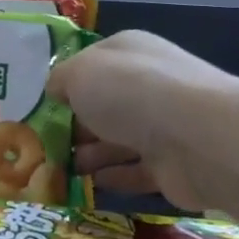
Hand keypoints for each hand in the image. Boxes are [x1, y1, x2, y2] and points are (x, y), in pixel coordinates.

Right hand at [48, 31, 230, 210]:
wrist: (198, 137)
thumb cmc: (131, 92)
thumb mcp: (79, 74)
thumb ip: (60, 81)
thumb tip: (56, 91)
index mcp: (128, 52)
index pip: (92, 63)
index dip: (66, 84)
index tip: (40, 108)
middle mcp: (148, 83)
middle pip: (104, 104)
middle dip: (74, 124)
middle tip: (42, 146)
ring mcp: (164, 125)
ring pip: (118, 139)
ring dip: (88, 154)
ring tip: (56, 169)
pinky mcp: (173, 164)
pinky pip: (135, 170)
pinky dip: (111, 177)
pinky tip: (86, 186)